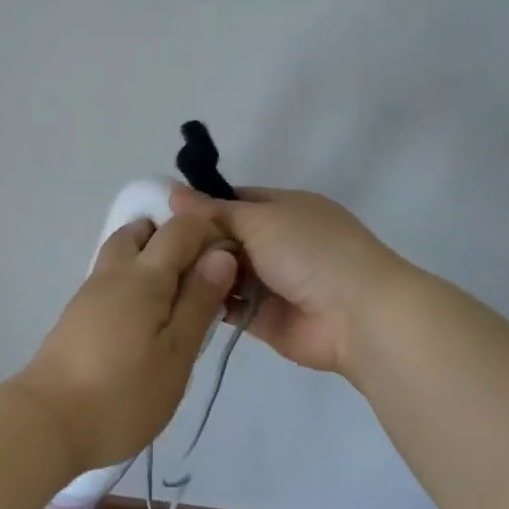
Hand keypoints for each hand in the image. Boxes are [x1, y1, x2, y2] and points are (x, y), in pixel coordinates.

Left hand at [17, 214, 238, 472]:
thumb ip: (199, 300)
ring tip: (177, 302)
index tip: (233, 261)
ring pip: (122, 253)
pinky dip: (134, 282)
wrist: (48, 423)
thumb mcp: (176, 353)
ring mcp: (89, 293)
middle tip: (202, 279)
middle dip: (175, 239)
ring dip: (151, 259)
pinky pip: (112, 279)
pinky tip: (147, 320)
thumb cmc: (124, 393)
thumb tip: (221, 253)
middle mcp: (113, 272)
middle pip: (142, 231)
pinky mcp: (77, 315)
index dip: (209, 232)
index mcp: (143, 275)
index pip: (180, 229)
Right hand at [168, 185, 409, 375]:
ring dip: (200, 272)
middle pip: (226, 238)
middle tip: (152, 246)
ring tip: (157, 272)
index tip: (161, 212)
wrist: (356, 316)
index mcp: (285, 209)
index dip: (201, 205)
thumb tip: (172, 191)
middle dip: (195, 241)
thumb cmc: (310, 252)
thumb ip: (215, 211)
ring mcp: (272, 282)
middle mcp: (278, 242)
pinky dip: (208, 301)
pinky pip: (229, 305)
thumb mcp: (261, 220)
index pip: (234, 200)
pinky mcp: (264, 318)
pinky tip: (176, 298)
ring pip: (225, 272)